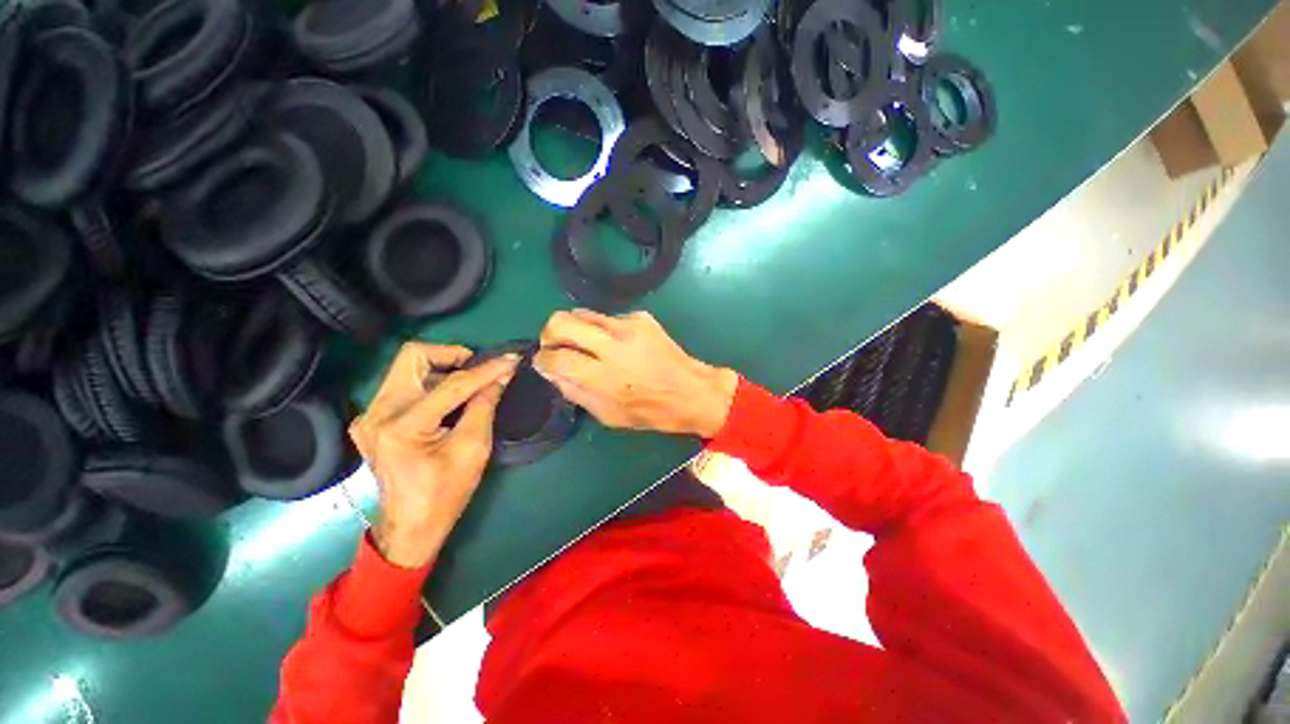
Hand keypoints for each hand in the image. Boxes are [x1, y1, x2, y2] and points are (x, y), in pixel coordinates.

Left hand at [349, 343, 519, 568]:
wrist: (411, 526)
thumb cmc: (446, 493)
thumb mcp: (474, 448)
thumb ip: (485, 405)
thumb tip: (502, 374)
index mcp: (402, 426)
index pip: (452, 383)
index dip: (486, 370)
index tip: (511, 360)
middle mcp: (377, 413)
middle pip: (413, 357)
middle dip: (452, 355)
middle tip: (479, 368)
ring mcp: (369, 415)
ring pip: (407, 369)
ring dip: (443, 370)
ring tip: (470, 386)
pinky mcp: (372, 420)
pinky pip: (404, 386)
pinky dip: (431, 385)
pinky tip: (449, 402)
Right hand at [533, 310, 738, 437]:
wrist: (692, 390)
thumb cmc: (650, 411)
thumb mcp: (608, 415)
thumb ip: (575, 392)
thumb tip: (551, 371)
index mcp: (606, 378)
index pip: (557, 358)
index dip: (542, 359)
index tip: (543, 362)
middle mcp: (614, 346)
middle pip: (561, 321)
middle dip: (549, 333)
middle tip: (555, 346)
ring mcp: (628, 326)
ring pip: (581, 313)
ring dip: (575, 329)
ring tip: (586, 346)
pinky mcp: (641, 317)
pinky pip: (606, 318)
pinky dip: (602, 330)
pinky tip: (617, 346)